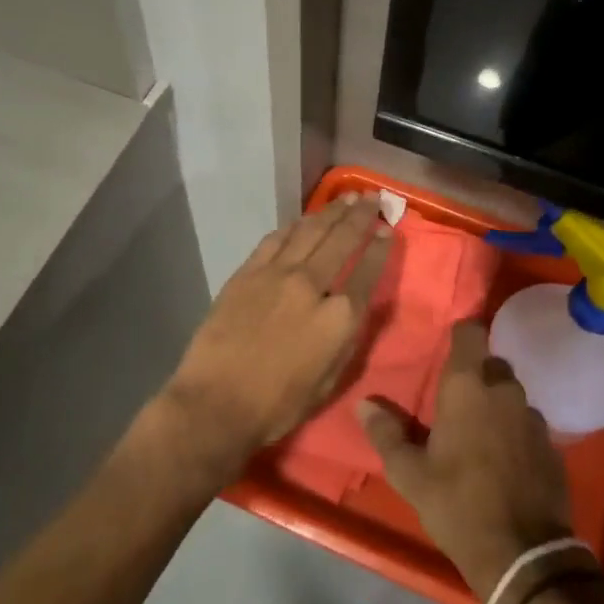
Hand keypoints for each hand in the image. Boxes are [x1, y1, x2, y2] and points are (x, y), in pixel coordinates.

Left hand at [160, 195, 391, 479]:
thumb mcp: (330, 381)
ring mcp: (277, 274)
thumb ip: (348, 339)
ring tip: (346, 198)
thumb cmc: (278, 405)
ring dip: (331, 212)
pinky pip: (275, 239)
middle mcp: (312, 285)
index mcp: (339, 317)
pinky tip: (303, 219)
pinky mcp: (248, 272)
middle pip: (342, 240)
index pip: (368, 272)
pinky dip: (294, 225)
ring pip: (310, 231)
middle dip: (361, 216)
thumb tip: (357, 307)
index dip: (381, 248)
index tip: (388, 230)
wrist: (216, 403)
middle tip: (373, 197)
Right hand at [358, 321, 575, 600]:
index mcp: (468, 386)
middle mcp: (504, 390)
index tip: (448, 350)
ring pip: (512, 394)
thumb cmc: (457, 504)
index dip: (461, 335)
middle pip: (492, 363)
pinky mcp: (552, 446)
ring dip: (496, 405)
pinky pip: (528, 424)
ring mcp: (533, 417)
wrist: (523, 556)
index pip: (471, 332)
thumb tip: (364, 404)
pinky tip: (504, 460)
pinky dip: (515, 432)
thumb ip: (386, 433)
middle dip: (476, 375)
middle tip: (456, 402)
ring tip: (479, 433)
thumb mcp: (410, 474)